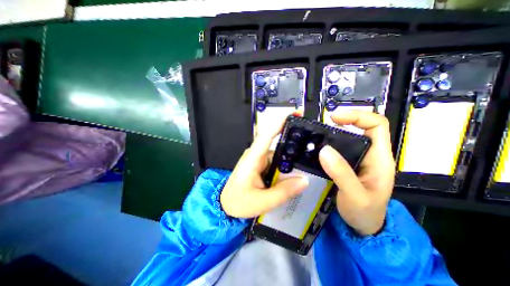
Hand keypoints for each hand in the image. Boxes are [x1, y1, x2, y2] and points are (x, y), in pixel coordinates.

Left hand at [221, 118, 308, 218]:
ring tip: (309, 164)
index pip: (267, 135)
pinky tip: (296, 172)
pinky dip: (286, 165)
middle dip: (294, 144)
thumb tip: (304, 180)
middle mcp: (257, 154)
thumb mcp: (262, 201)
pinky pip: (277, 161)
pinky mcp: (261, 165)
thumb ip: (283, 192)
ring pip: (279, 154)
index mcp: (253, 158)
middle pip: (277, 144)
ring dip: (291, 158)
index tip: (296, 114)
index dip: (281, 123)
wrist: (225, 205)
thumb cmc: (238, 202)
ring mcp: (259, 159)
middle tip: (314, 147)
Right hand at [318, 112, 393, 236]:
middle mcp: (369, 154)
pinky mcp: (347, 164)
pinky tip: (316, 148)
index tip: (334, 118)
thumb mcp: (355, 196)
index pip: (376, 125)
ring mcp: (357, 159)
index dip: (357, 116)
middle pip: (361, 128)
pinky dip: (328, 144)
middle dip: (343, 122)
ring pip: (347, 138)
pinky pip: (338, 149)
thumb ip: (341, 173)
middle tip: (321, 126)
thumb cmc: (365, 212)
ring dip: (333, 133)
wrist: (363, 227)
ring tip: (316, 135)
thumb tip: (324, 150)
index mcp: (379, 158)